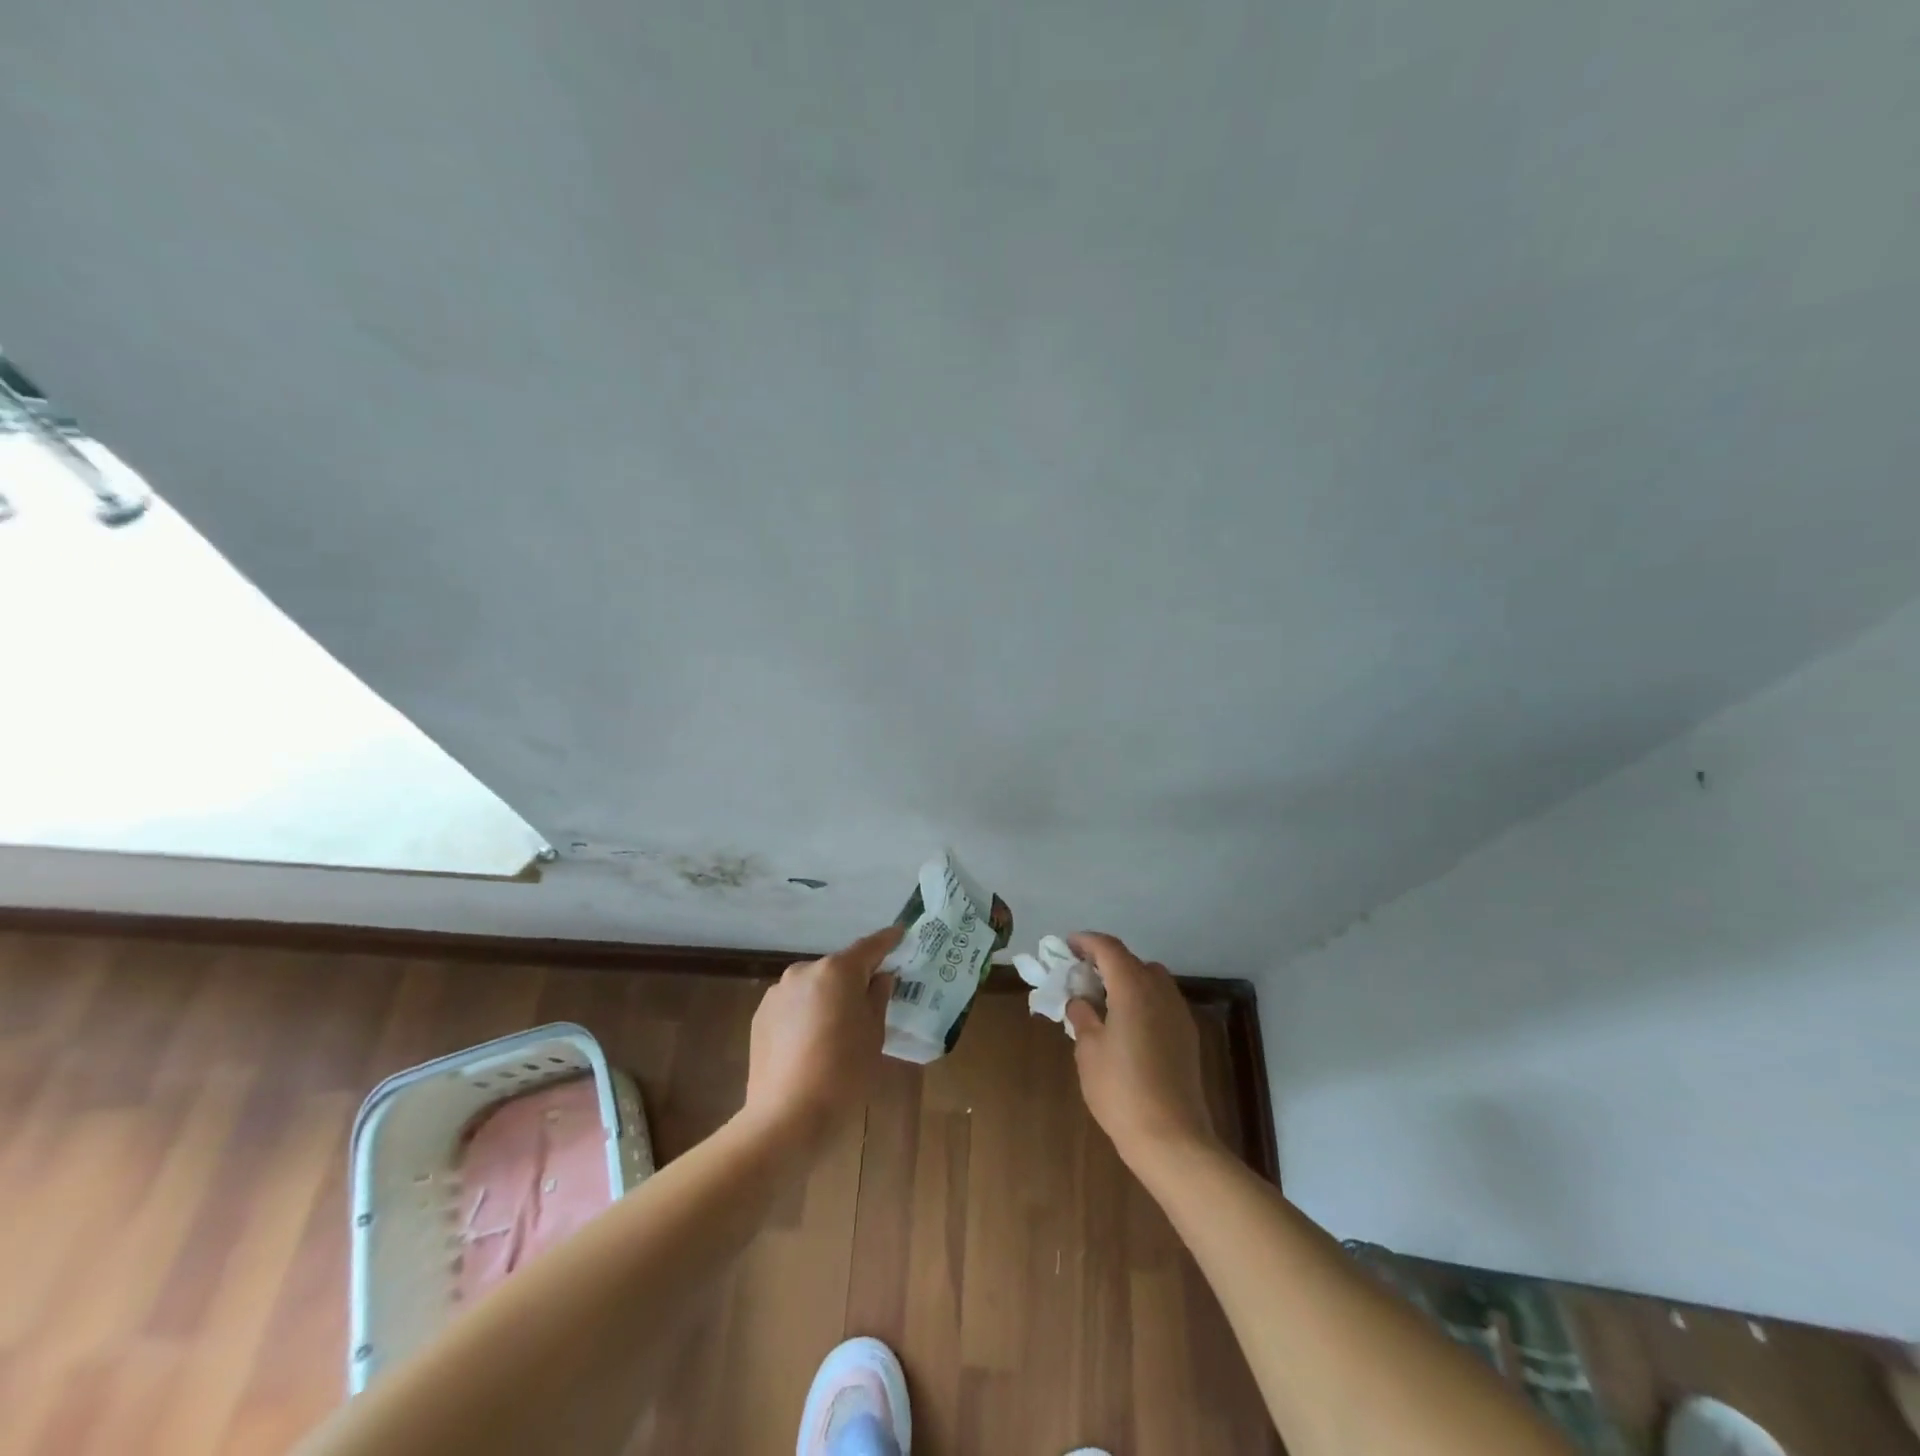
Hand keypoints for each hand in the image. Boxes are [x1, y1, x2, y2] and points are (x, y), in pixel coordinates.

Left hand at [739, 925, 902, 1155]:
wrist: (786, 1117)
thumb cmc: (844, 1072)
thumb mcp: (874, 1033)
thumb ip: (878, 997)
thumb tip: (879, 978)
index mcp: (837, 970)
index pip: (869, 946)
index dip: (887, 941)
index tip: (900, 934)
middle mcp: (804, 971)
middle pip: (838, 968)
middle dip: (854, 979)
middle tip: (870, 1001)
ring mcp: (778, 993)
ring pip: (813, 986)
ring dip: (827, 997)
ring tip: (838, 1029)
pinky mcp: (760, 1016)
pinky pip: (793, 1005)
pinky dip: (806, 1014)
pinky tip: (812, 1044)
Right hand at [1065, 931, 1219, 1170]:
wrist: (1172, 1137)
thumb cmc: (1121, 1090)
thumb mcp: (1089, 1051)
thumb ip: (1083, 1017)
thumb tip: (1081, 1001)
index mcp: (1133, 988)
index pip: (1109, 948)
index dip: (1087, 941)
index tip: (1068, 945)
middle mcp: (1160, 991)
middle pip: (1132, 961)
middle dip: (1106, 961)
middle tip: (1082, 976)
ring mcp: (1178, 1013)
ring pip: (1151, 979)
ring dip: (1127, 979)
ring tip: (1104, 1000)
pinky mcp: (1187, 1035)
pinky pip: (1161, 1001)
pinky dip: (1142, 999)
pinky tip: (1127, 1025)